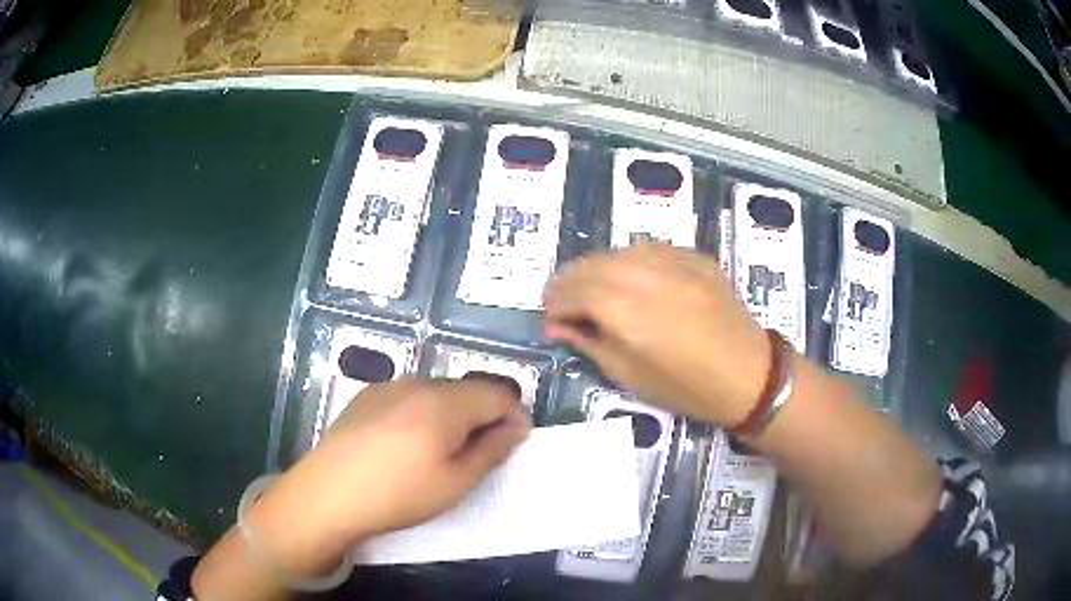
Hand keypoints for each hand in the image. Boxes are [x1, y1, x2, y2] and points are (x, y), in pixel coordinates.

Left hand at [241, 379, 529, 577]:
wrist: (328, 494)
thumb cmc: (399, 494)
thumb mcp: (455, 482)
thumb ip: (491, 451)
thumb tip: (515, 428)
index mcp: (444, 402)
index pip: (496, 394)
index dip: (514, 415)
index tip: (517, 441)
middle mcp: (417, 383)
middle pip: (466, 390)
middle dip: (484, 415)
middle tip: (483, 451)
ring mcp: (387, 387)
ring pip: (436, 393)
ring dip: (453, 414)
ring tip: (444, 450)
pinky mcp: (365, 397)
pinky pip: (408, 397)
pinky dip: (423, 414)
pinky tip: (408, 444)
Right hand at [543, 244, 769, 425]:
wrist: (748, 374)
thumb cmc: (687, 388)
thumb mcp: (629, 376)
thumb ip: (589, 343)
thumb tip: (559, 326)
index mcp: (625, 311)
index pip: (573, 292)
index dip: (554, 303)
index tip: (550, 318)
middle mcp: (645, 275)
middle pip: (590, 265)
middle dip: (568, 282)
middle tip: (563, 302)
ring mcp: (673, 261)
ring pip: (618, 251)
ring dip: (597, 268)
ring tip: (594, 290)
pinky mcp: (694, 257)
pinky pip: (649, 249)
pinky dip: (630, 261)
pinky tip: (631, 279)